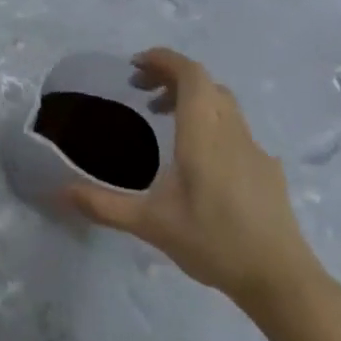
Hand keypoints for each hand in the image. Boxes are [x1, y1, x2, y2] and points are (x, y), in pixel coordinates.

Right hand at [65, 48, 320, 310]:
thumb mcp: (150, 224)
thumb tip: (58, 192)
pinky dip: (211, 123)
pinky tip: (198, 159)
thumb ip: (103, 205)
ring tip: (163, 119)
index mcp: (203, 134)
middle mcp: (232, 132)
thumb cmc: (213, 242)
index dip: (164, 60)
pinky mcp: (267, 170)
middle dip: (171, 77)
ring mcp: (255, 150)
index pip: (191, 75)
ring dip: (192, 99)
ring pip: (224, 104)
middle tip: (140, 92)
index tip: (135, 65)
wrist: (281, 280)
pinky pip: (236, 128)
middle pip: (206, 84)